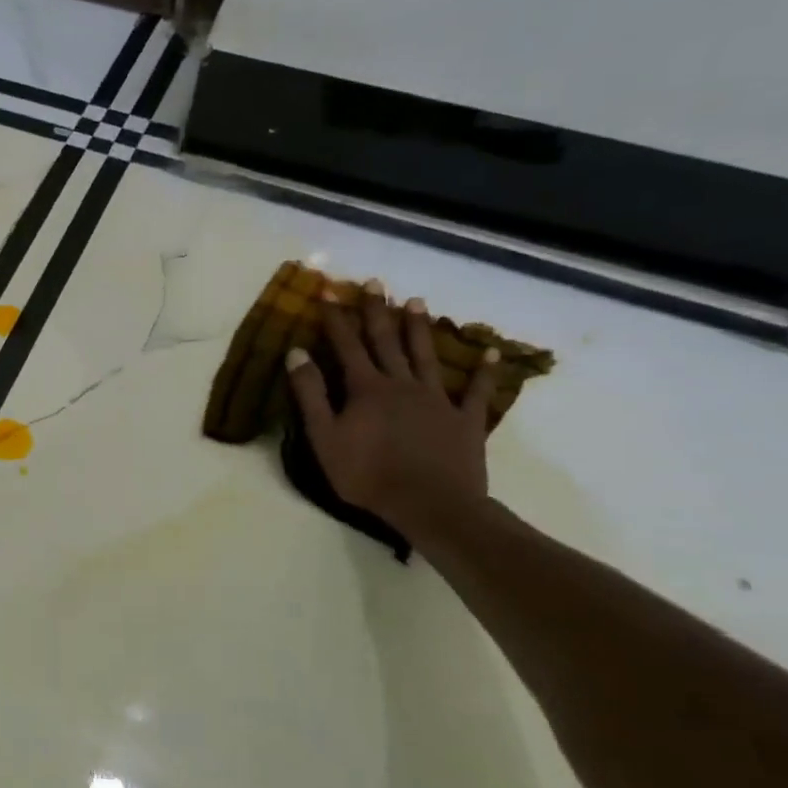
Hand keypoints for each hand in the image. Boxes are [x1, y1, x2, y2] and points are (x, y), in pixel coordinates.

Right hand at [286, 285, 501, 547]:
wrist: (430, 505)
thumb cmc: (368, 474)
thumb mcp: (324, 437)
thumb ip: (310, 394)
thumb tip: (297, 353)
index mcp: (366, 388)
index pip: (346, 345)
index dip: (336, 317)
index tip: (329, 290)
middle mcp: (402, 384)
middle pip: (386, 341)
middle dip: (377, 310)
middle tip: (374, 282)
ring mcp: (437, 400)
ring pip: (425, 356)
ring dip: (419, 328)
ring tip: (415, 301)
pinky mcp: (465, 420)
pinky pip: (476, 391)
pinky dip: (483, 372)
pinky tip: (490, 354)